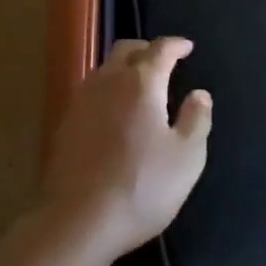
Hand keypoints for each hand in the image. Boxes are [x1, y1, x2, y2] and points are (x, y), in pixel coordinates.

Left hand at [39, 37, 212, 265]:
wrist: (77, 221)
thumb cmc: (141, 187)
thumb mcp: (186, 157)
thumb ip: (196, 120)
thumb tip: (200, 94)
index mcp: (141, 82)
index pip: (160, 49)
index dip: (176, 45)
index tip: (187, 47)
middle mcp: (108, 81)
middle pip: (126, 50)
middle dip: (147, 49)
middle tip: (163, 59)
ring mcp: (82, 101)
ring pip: (105, 69)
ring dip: (124, 67)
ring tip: (139, 83)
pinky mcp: (65, 123)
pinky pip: (91, 91)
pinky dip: (108, 89)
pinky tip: (114, 111)